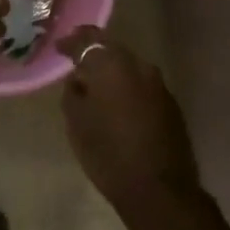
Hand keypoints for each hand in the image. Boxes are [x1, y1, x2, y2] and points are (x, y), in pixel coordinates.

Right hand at [56, 27, 200, 224]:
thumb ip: (74, 93)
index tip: (60, 47)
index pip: (88, 40)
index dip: (72, 41)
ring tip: (96, 84)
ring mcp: (158, 83)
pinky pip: (142, 84)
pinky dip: (128, 87)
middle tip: (76, 62)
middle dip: (93, 53)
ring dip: (112, 71)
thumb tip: (79, 79)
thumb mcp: (77, 123)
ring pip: (129, 66)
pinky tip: (118, 102)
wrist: (159, 188)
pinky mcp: (170, 102)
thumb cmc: (109, 154)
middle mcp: (139, 65)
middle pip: (112, 49)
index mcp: (112, 65)